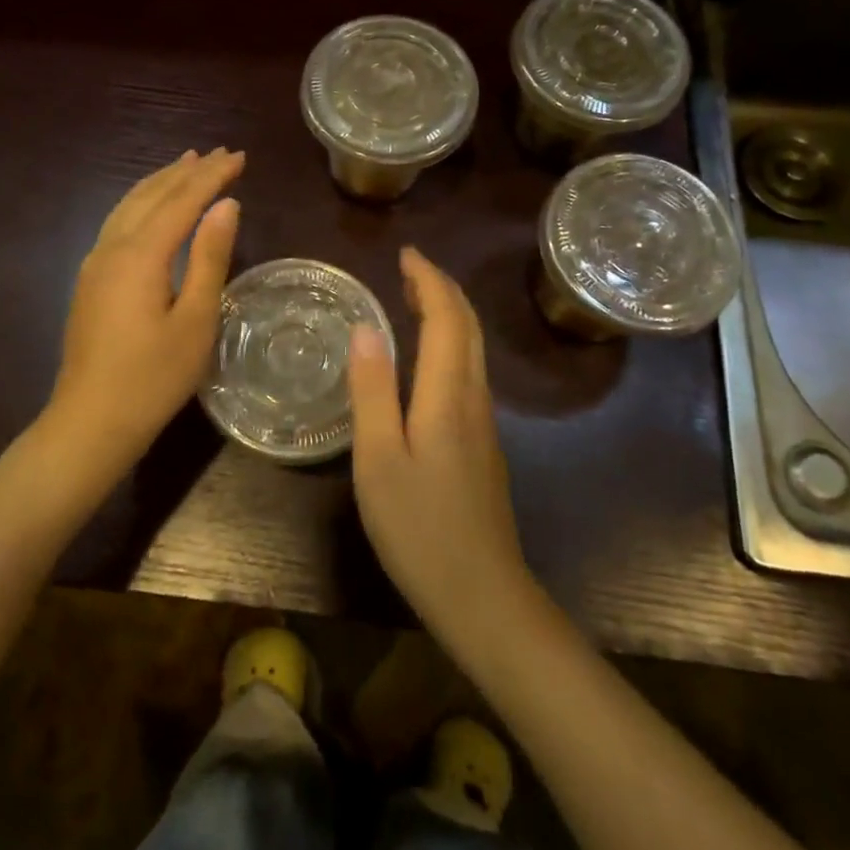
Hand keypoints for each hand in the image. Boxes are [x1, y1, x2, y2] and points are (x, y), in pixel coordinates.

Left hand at [43, 148, 243, 487]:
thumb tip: (226, 205)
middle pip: (152, 195)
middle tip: (220, 154)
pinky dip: (141, 203)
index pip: (182, 200)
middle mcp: (112, 247)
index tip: (239, 156)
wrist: (90, 421)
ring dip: (160, 182)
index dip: (212, 176)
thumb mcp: (195, 319)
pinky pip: (118, 223)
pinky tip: (149, 208)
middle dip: (187, 171)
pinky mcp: (90, 280)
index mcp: (140, 254)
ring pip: (129, 205)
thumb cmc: (153, 377)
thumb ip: (209, 257)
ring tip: (186, 163)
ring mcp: (95, 263)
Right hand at [348, 246, 533, 647]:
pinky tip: (426, 358)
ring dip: (448, 314)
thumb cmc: (419, 528)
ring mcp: (484, 422)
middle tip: (407, 268)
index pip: (447, 317)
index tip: (406, 253)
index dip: (429, 279)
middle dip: (441, 289)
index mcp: (448, 394)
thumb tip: (365, 326)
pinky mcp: (483, 443)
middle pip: (468, 326)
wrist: (482, 595)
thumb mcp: (378, 459)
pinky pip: (468, 372)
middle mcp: (474, 398)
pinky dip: (450, 343)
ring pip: (472, 349)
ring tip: (413, 299)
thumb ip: (371, 390)